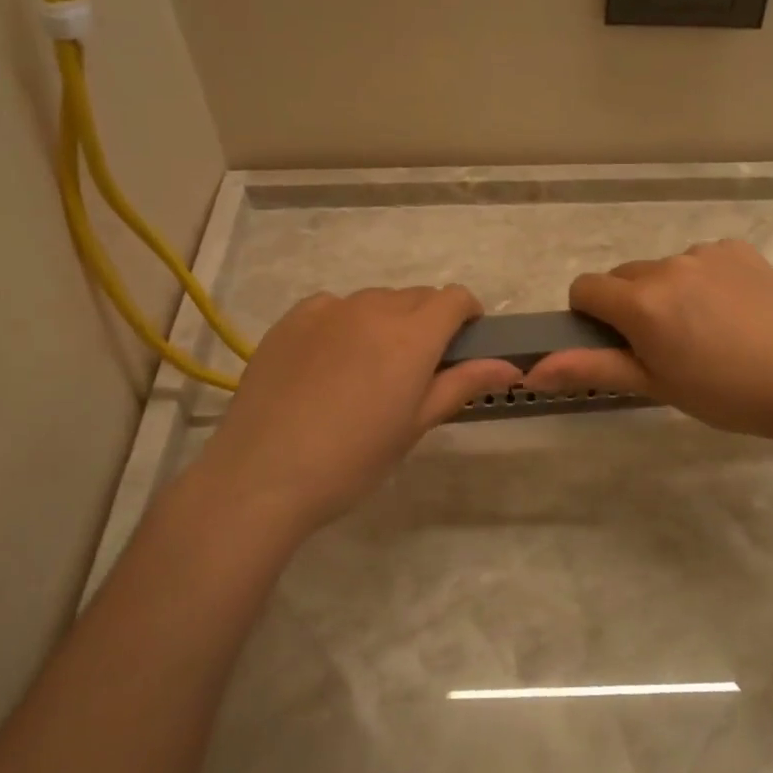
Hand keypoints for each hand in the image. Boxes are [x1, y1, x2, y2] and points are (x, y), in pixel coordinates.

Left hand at [184, 286, 521, 537]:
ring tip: (367, 370)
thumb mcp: (416, 425)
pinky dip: (345, 323)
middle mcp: (372, 308)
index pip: (455, 298)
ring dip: (386, 322)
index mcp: (411, 335)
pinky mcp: (292, 318)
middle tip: (415, 369)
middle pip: (416, 297)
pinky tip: (329, 364)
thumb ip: (463, 384)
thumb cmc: (353, 459)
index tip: (463, 344)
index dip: (467, 315)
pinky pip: (333, 307)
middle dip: (428, 322)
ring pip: (375, 300)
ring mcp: (327, 309)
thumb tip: (509, 366)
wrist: (263, 475)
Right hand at [524, 240, 772, 444]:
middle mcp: (668, 266)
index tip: (618, 342)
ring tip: (708, 330)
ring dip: (669, 292)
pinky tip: (734, 310)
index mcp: (641, 303)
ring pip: (664, 268)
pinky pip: (701, 259)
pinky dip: (704, 279)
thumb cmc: (725, 394)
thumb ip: (591, 368)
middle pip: (624, 277)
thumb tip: (531, 371)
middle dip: (631, 304)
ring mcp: (706, 253)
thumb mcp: (654, 385)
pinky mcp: (738, 248)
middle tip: (667, 344)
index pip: (585, 288)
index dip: (591, 316)